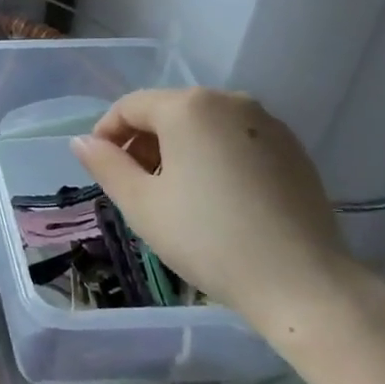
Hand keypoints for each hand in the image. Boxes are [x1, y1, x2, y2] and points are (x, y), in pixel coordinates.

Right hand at [69, 88, 367, 334]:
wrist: (303, 283)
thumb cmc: (208, 239)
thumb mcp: (142, 204)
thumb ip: (106, 165)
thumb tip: (81, 142)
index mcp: (189, 106)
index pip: (131, 106)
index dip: (107, 133)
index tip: (100, 168)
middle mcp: (230, 100)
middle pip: (169, 111)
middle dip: (143, 142)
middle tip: (134, 186)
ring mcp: (267, 123)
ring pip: (204, 125)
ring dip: (178, 150)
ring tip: (173, 195)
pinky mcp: (293, 149)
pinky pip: (236, 140)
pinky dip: (214, 157)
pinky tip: (216, 198)